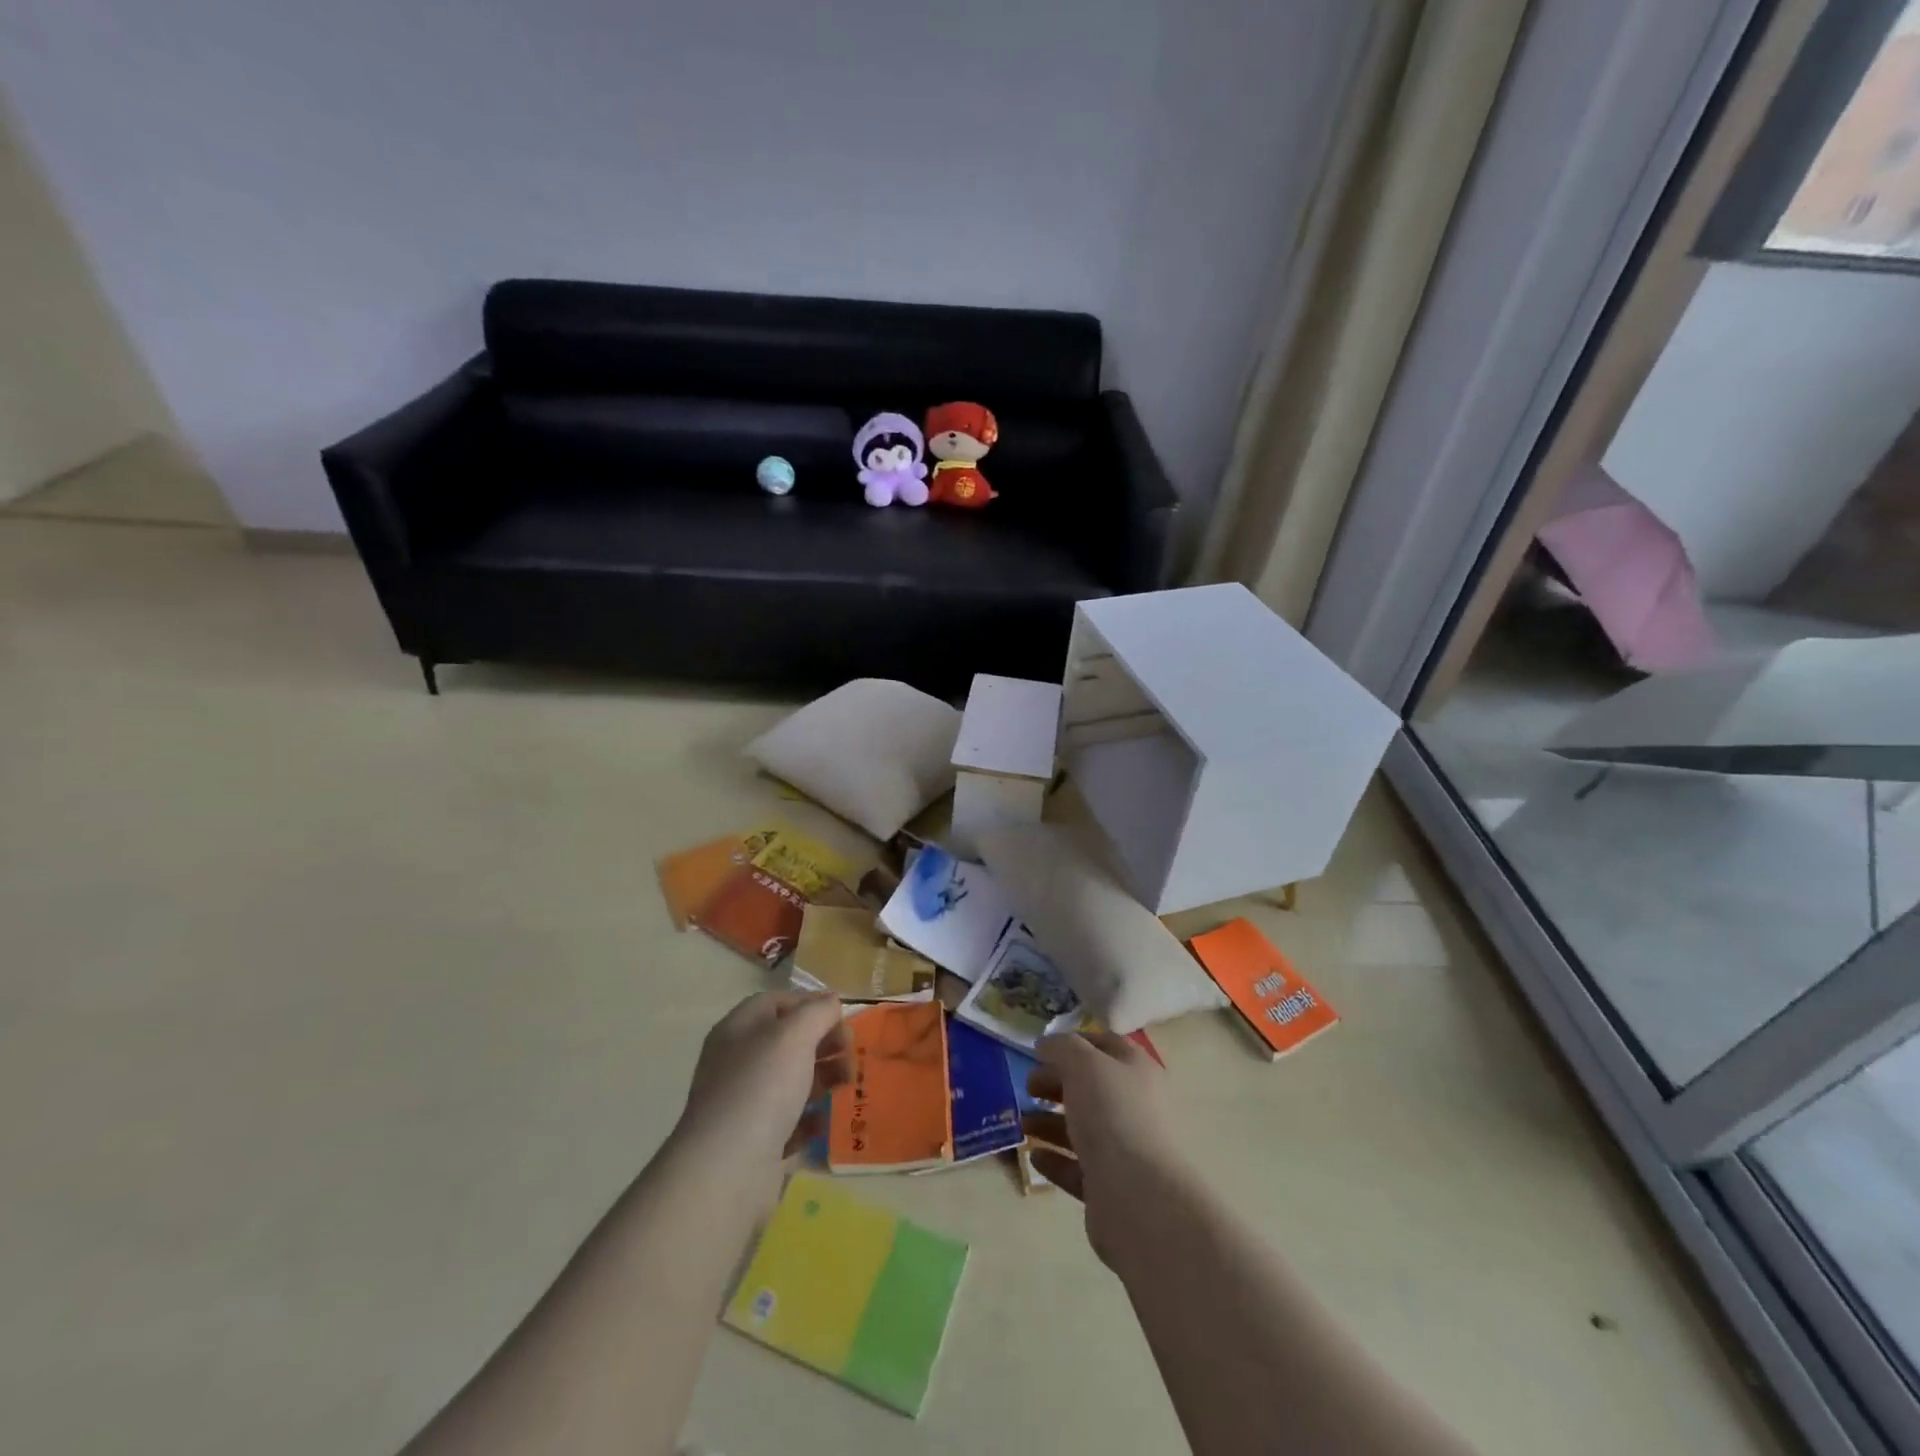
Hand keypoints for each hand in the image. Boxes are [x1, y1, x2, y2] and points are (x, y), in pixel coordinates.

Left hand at [672, 992, 849, 1192]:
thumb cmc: (761, 1087)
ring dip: (824, 1077)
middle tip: (851, 1051)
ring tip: (849, 1084)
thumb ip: (817, 1012)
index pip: (775, 1003)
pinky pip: (790, 1120)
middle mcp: (738, 1062)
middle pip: (788, 1041)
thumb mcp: (795, 1035)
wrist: (727, 1170)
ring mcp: (745, 1103)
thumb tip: (831, 1002)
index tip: (841, 1016)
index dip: (809, 1003)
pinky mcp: (755, 1141)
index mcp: (738, 1030)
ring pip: (792, 1080)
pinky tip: (828, 1119)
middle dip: (824, 1042)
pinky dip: (812, 1117)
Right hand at [1023, 1031, 1186, 1267]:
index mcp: (1137, 1071)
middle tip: (1028, 1086)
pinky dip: (1055, 1159)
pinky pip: (1077, 1167)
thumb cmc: (1112, 1115)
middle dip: (1056, 1083)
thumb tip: (1047, 1044)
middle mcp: (1134, 1107)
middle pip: (1090, 1088)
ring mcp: (1124, 1150)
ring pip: (1082, 1128)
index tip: (1041, 1048)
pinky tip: (1034, 1154)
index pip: (1105, 1045)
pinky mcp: (1110, 1187)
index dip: (1074, 1042)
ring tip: (1021, 1121)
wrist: (1140, 1198)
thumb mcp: (1083, 1064)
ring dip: (1049, 1122)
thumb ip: (1062, 1047)